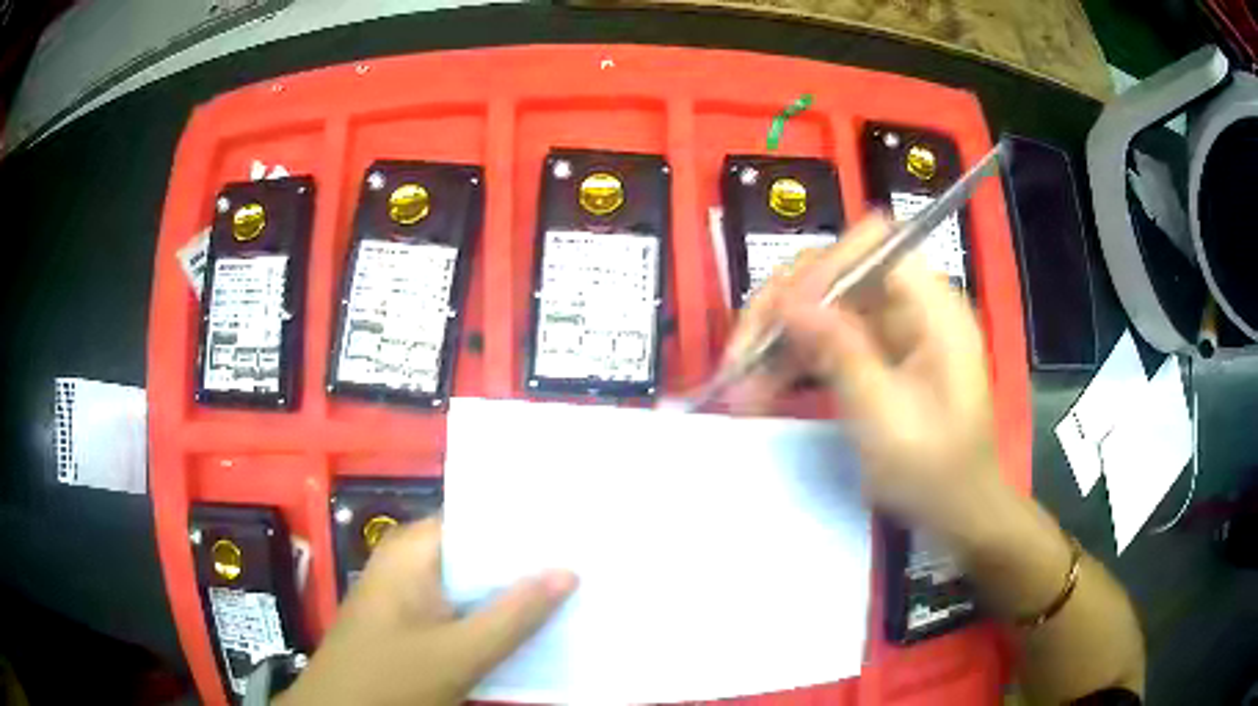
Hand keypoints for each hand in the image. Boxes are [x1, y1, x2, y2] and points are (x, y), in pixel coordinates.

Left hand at [276, 518, 575, 705]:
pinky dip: (492, 613)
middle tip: (586, 559)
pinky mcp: (412, 620)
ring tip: (572, 587)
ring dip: (512, 590)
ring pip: (471, 582)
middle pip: (478, 551)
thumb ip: (515, 614)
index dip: (527, 525)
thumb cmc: (393, 677)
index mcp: (414, 550)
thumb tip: (568, 571)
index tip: (576, 528)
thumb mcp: (460, 652)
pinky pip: (460, 606)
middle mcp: (410, 560)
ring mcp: (409, 592)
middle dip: (526, 561)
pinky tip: (530, 623)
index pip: (479, 518)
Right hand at [726, 214, 1005, 543]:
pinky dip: (792, 361)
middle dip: (785, 306)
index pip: (875, 246)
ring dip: (779, 338)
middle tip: (742, 353)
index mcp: (933, 309)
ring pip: (823, 307)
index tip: (783, 314)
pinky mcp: (874, 357)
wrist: (956, 513)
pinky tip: (759, 389)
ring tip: (739, 383)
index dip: (825, 266)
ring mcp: (891, 332)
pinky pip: (825, 341)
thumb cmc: (934, 472)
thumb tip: (787, 300)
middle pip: (838, 272)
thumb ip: (841, 354)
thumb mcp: (886, 418)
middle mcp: (911, 307)